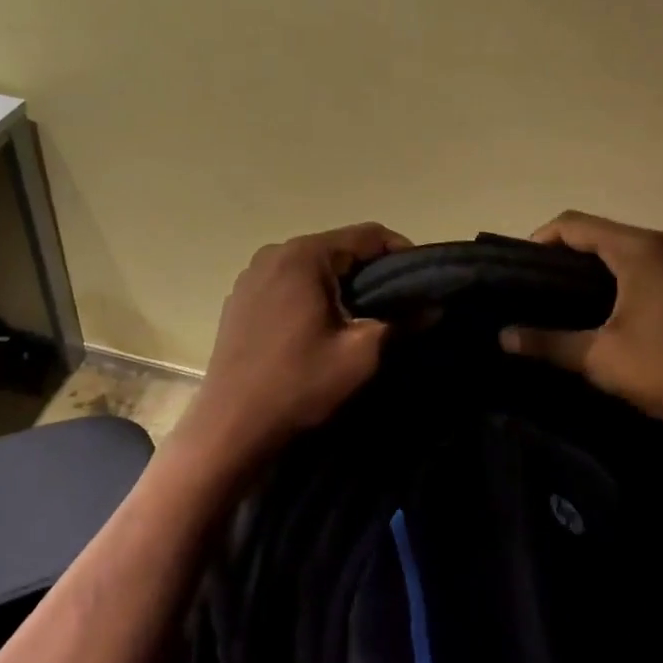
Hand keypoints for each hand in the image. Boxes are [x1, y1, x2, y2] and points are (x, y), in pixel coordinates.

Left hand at [179, 222, 411, 472]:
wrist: (230, 426)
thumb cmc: (298, 384)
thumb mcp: (360, 354)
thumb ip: (399, 322)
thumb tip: (432, 307)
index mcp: (303, 255)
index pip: (366, 235)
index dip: (401, 252)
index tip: (422, 281)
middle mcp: (273, 254)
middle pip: (336, 249)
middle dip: (370, 272)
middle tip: (397, 304)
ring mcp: (251, 276)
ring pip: (310, 268)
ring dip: (339, 286)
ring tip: (361, 318)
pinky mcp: (239, 300)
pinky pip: (286, 285)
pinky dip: (310, 296)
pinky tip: (318, 329)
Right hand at [501, 211, 662, 478]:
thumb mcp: (600, 359)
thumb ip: (548, 342)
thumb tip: (503, 337)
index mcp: (641, 249)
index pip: (576, 224)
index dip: (542, 238)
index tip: (523, 265)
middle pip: (610, 234)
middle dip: (575, 254)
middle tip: (549, 286)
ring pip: (641, 251)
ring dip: (610, 267)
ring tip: (586, 300)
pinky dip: (642, 278)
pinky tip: (636, 314)